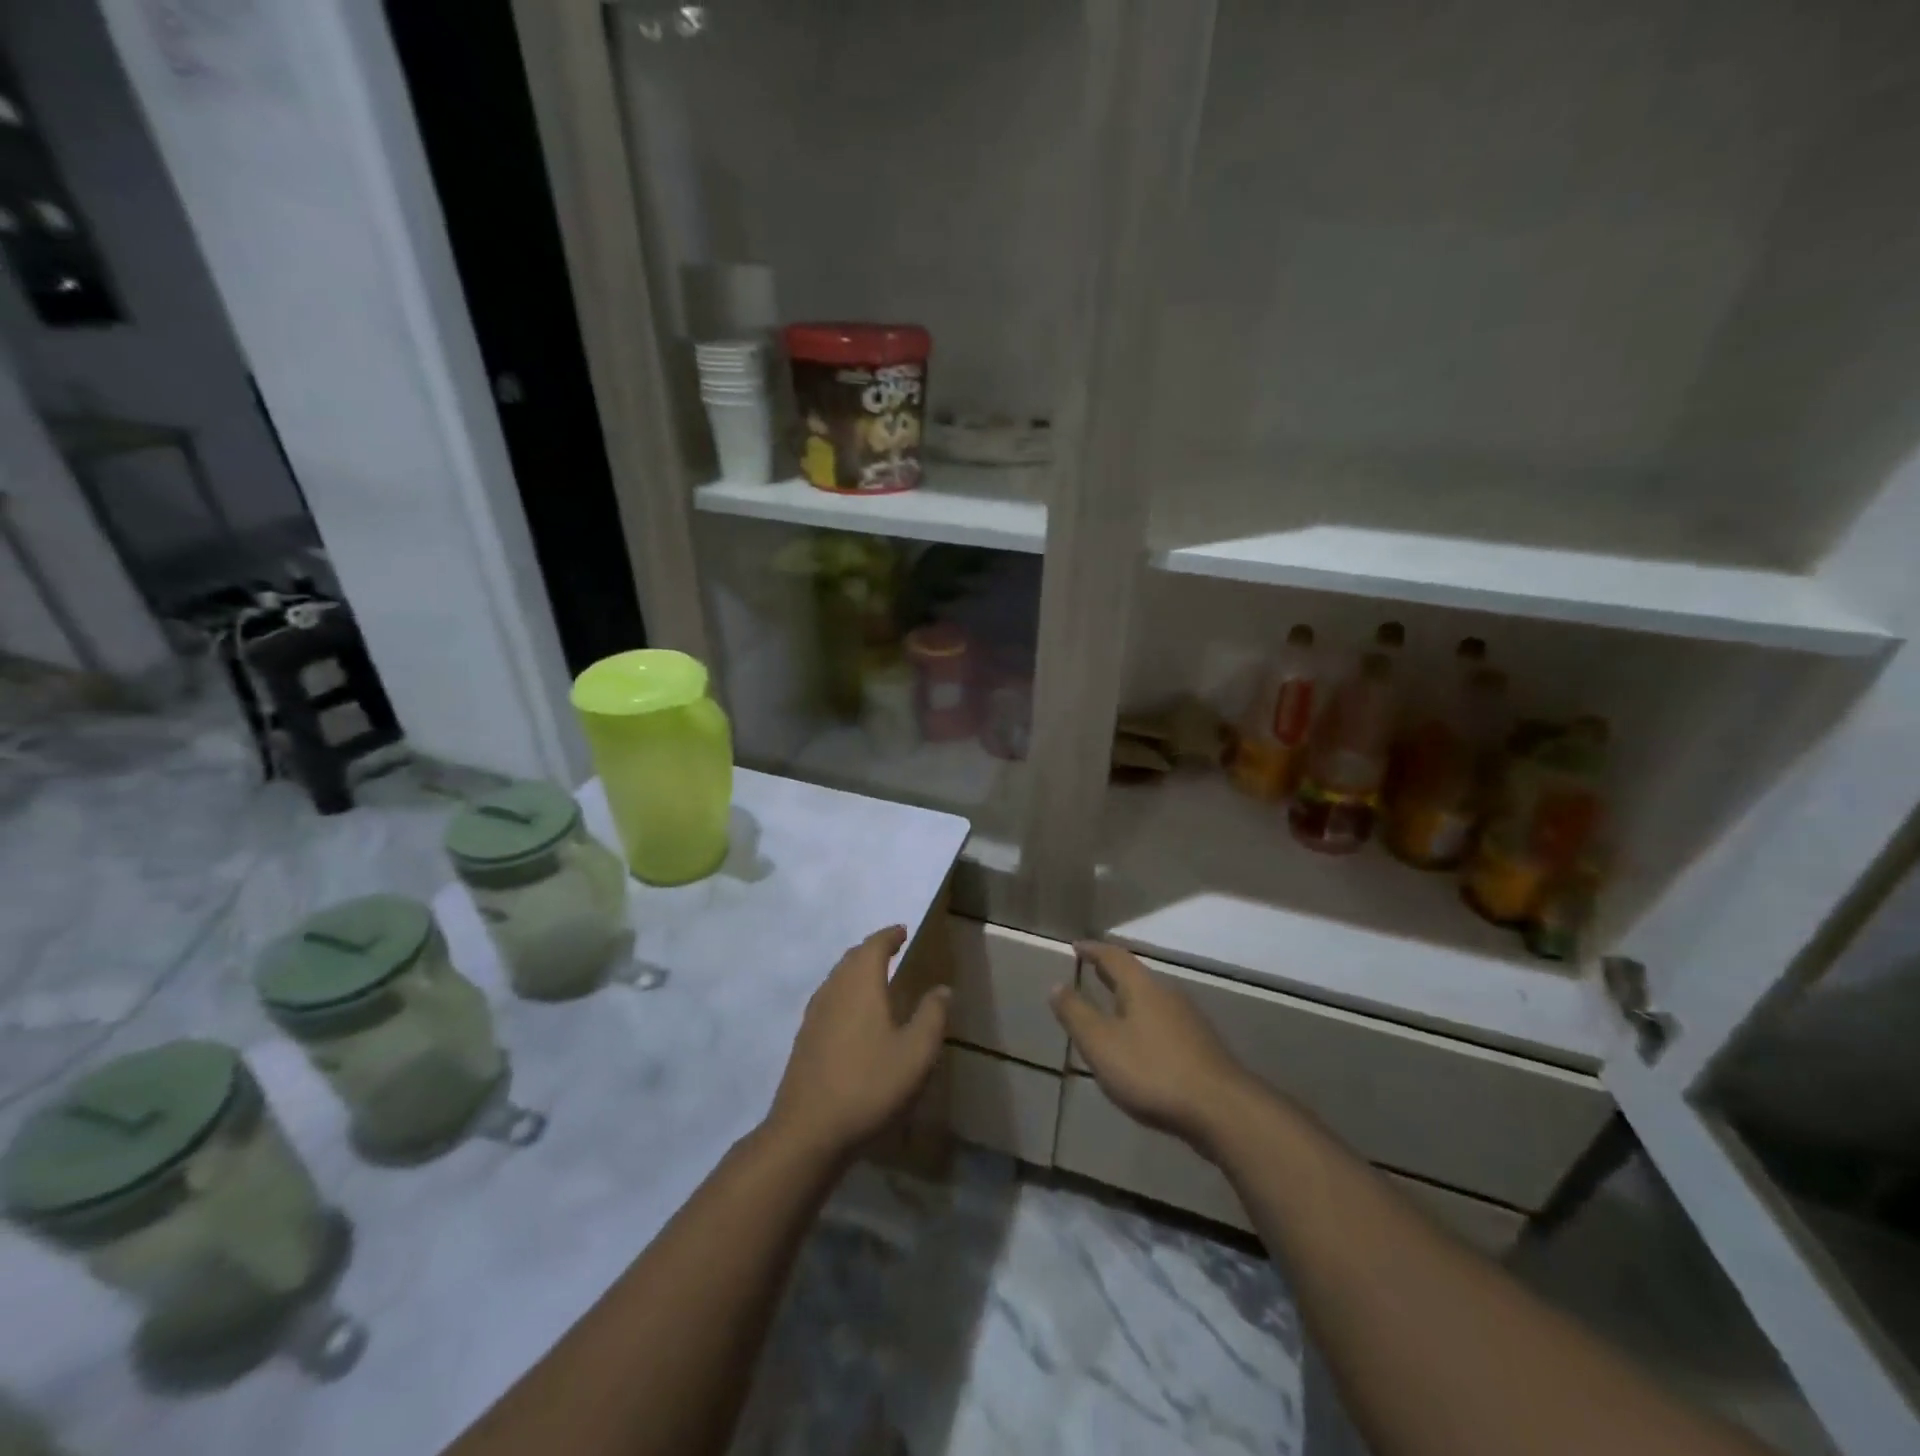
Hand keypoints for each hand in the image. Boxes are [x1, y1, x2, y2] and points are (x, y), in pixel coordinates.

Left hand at [765, 925, 950, 1160]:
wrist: (808, 1132)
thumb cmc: (869, 1085)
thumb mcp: (916, 1053)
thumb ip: (932, 1016)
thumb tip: (942, 988)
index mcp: (861, 984)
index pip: (874, 946)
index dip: (889, 935)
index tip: (902, 931)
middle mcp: (834, 990)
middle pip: (851, 958)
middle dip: (871, 950)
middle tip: (890, 950)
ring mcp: (814, 1015)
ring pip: (836, 979)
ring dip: (855, 972)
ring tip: (874, 979)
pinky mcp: (804, 1040)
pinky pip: (828, 1000)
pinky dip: (844, 994)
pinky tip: (852, 1016)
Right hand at [1051, 942, 1256, 1150]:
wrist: (1221, 1109)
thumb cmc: (1152, 1071)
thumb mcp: (1101, 1044)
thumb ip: (1076, 1013)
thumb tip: (1056, 985)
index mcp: (1141, 987)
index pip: (1113, 957)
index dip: (1093, 950)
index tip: (1076, 946)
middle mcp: (1167, 994)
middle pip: (1135, 975)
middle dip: (1111, 972)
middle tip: (1092, 970)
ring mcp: (1189, 1020)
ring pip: (1152, 998)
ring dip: (1130, 997)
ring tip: (1112, 1006)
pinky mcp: (1201, 1046)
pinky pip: (1165, 1021)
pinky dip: (1145, 1020)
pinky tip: (1142, 1041)